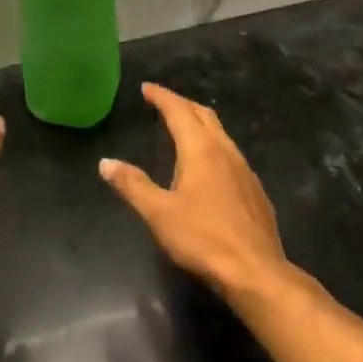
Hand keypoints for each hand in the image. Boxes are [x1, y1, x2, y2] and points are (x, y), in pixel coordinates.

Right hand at [99, 82, 286, 297]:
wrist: (256, 272)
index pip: (178, 111)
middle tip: (162, 102)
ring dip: (199, 123)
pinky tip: (208, 165)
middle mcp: (225, 152)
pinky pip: (230, 154)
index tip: (146, 88)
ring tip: (183, 127)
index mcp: (200, 150)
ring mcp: (245, 171)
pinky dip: (213, 145)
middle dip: (182, 104)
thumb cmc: (203, 239)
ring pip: (220, 134)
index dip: (161, 97)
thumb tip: (106, 163)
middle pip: (204, 116)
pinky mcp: (255, 191)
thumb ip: (132, 185)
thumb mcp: (158, 213)